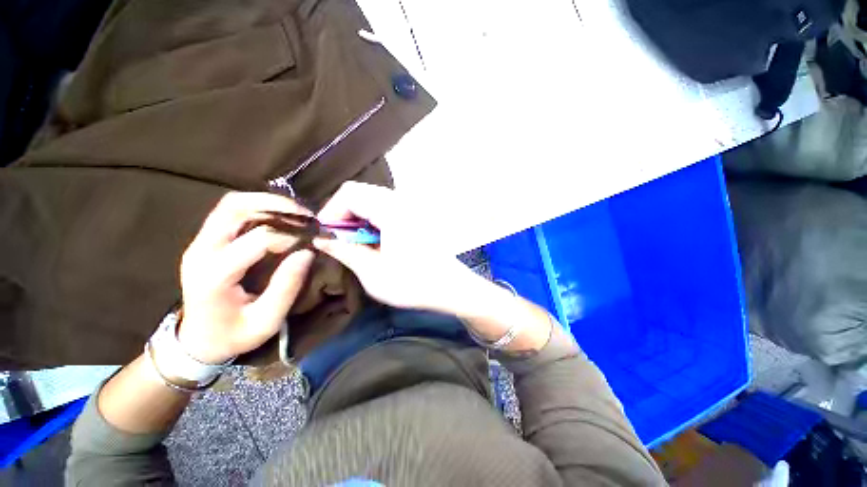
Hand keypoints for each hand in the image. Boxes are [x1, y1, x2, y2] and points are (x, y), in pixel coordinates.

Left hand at [177, 192, 314, 363]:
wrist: (197, 340)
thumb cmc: (233, 335)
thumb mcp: (266, 321)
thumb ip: (287, 287)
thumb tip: (308, 252)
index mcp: (214, 275)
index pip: (258, 239)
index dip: (291, 236)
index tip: (312, 242)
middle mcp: (202, 250)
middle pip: (234, 207)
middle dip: (276, 204)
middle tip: (307, 215)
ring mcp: (200, 242)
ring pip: (232, 203)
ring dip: (267, 201)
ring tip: (297, 213)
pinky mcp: (206, 239)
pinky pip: (231, 211)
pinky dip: (259, 207)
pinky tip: (280, 217)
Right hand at [312, 182, 481, 313]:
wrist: (451, 287)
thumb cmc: (414, 283)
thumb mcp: (373, 273)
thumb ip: (345, 250)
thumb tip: (321, 238)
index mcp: (392, 210)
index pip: (350, 193)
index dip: (332, 211)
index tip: (328, 235)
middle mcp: (403, 201)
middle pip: (362, 193)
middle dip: (344, 214)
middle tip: (340, 240)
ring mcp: (412, 206)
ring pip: (374, 200)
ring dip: (359, 218)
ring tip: (358, 243)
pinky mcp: (417, 214)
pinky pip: (387, 207)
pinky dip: (374, 220)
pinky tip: (377, 241)